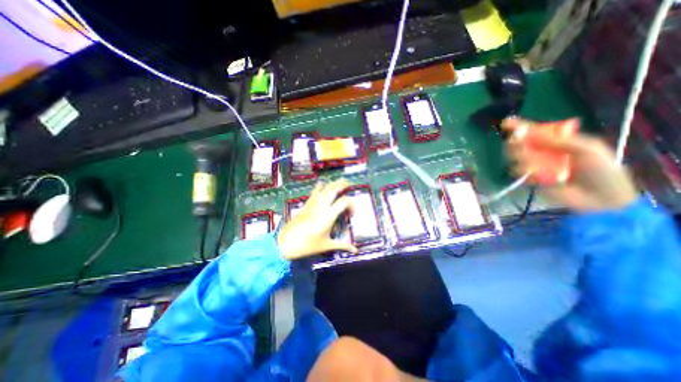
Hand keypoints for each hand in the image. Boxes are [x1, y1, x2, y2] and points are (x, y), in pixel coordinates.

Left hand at [277, 180, 361, 259]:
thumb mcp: (327, 245)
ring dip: (332, 184)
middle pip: (333, 189)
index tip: (352, 215)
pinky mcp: (306, 205)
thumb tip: (355, 250)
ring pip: (324, 188)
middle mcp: (321, 206)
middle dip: (342, 184)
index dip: (352, 205)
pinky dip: (320, 187)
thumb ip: (343, 245)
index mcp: (328, 215)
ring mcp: (313, 204)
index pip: (344, 202)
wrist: (286, 243)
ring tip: (339, 183)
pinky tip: (322, 185)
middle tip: (349, 184)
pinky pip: (314, 192)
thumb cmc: (307, 245)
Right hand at [499, 117, 638, 211]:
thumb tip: (528, 133)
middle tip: (518, 142)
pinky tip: (538, 176)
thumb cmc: (600, 170)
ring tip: (537, 166)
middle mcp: (542, 151)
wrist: (601, 197)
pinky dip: (526, 172)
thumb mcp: (586, 148)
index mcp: (557, 141)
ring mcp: (534, 165)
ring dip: (523, 158)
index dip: (520, 126)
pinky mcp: (529, 178)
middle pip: (520, 143)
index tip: (507, 123)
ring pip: (516, 156)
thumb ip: (557, 141)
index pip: (535, 131)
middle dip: (517, 143)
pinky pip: (518, 171)